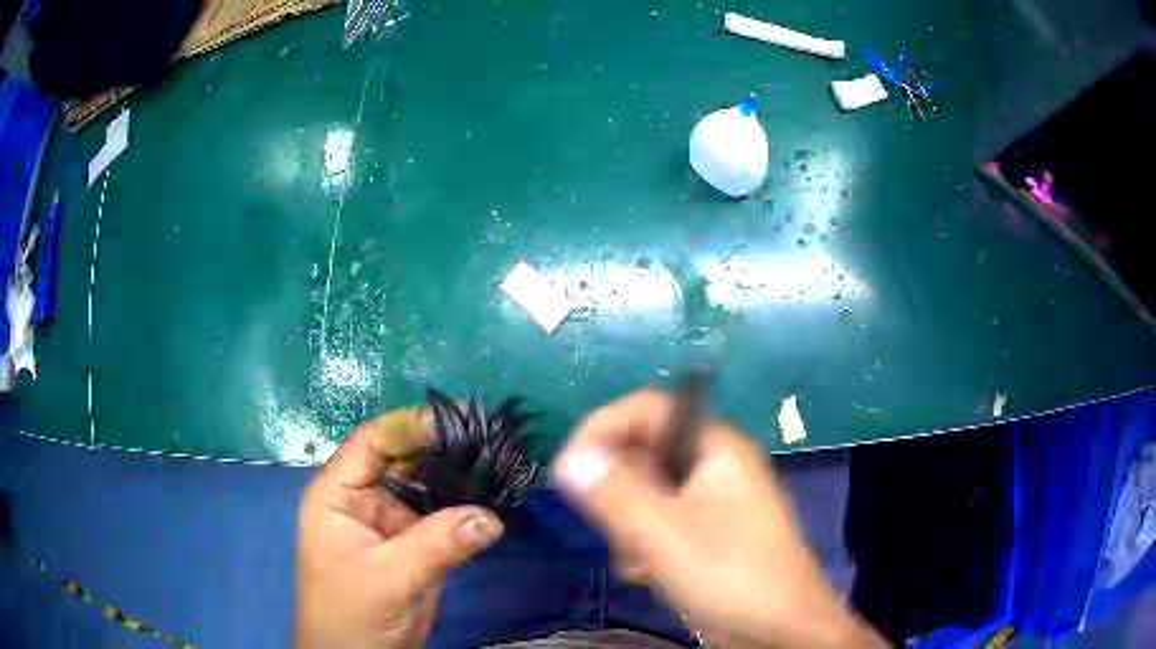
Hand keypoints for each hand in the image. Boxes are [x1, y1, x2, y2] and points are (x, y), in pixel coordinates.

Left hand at [295, 409, 503, 648]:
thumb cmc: (351, 615)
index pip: (372, 442)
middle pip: (402, 459)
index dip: (412, 427)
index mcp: (338, 493)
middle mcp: (362, 499)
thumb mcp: (389, 578)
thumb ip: (437, 545)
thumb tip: (492, 517)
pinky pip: (440, 517)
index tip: (461, 422)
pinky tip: (494, 501)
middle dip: (443, 449)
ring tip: (501, 464)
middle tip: (492, 440)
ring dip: (459, 478)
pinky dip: (464, 510)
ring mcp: (389, 522)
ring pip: (425, 487)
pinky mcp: (411, 545)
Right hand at [551, 390, 884, 648]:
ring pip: (644, 496)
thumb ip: (614, 494)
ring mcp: (709, 504)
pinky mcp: (703, 536)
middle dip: (618, 495)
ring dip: (629, 528)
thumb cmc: (731, 576)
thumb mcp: (666, 535)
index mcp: (715, 448)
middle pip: (642, 455)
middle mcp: (712, 467)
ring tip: (641, 562)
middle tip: (613, 531)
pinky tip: (651, 574)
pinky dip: (644, 548)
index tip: (569, 469)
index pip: (648, 409)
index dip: (604, 429)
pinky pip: (657, 525)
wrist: (779, 632)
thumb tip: (567, 459)